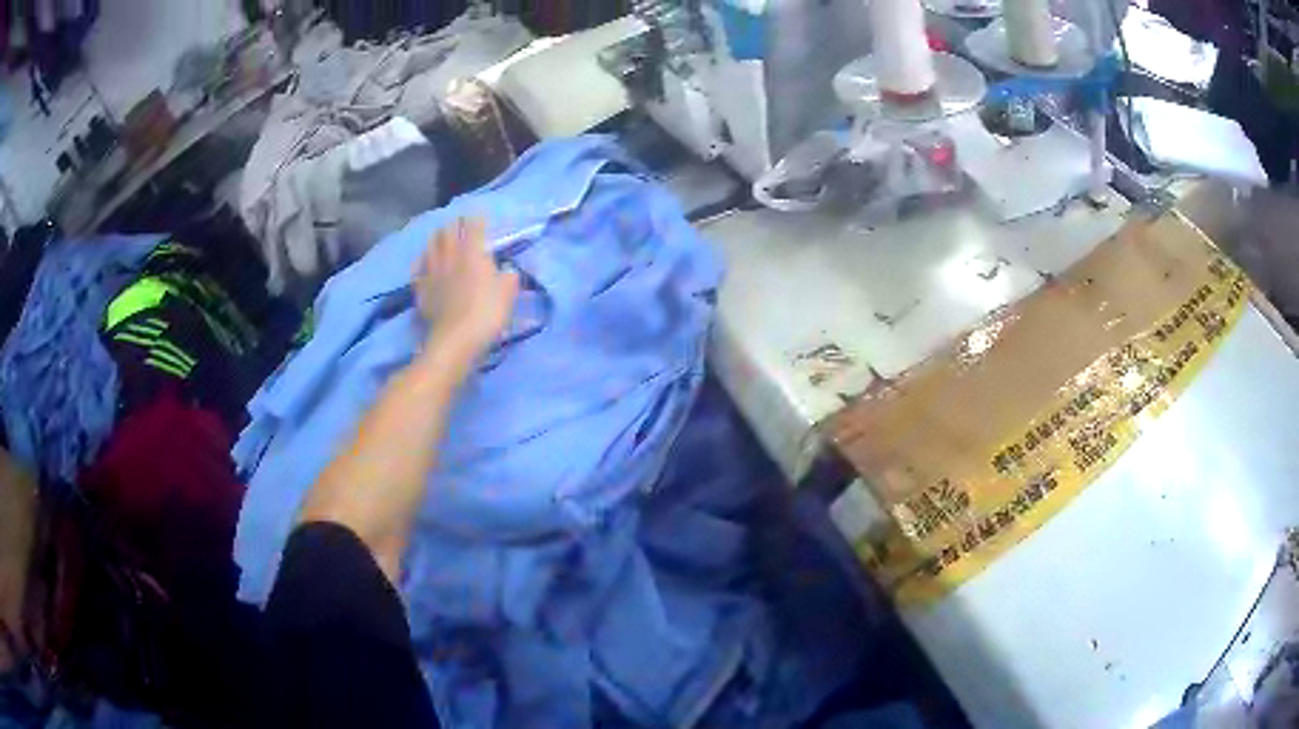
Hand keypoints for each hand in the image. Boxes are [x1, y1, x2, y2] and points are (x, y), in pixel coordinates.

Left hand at [414, 218, 519, 365]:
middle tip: (461, 225)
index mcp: (473, 252)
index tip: (482, 217)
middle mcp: (450, 256)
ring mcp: (432, 271)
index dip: (478, 219)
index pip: (474, 226)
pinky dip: (422, 260)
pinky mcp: (421, 288)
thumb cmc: (486, 314)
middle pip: (448, 230)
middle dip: (455, 224)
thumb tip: (507, 270)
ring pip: (431, 245)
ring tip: (442, 237)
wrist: (455, 340)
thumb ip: (509, 277)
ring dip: (437, 238)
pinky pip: (418, 268)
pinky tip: (424, 261)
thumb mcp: (508, 294)